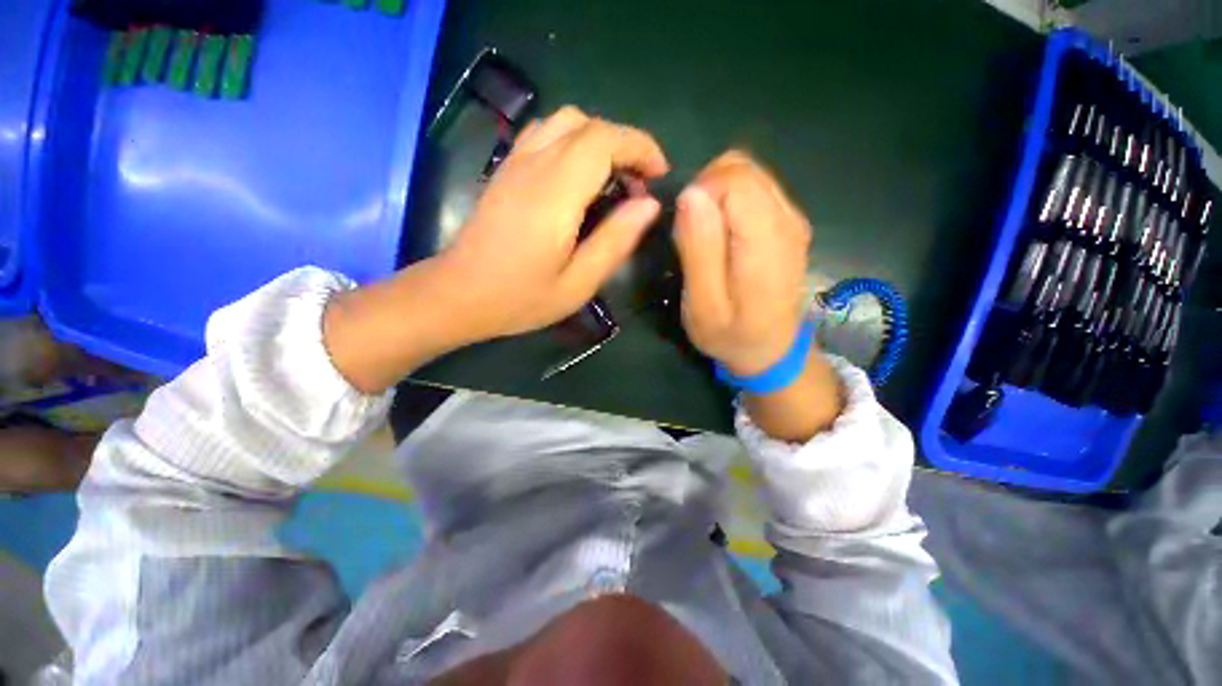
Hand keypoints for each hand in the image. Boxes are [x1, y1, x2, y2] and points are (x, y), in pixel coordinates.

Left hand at [440, 106, 667, 339]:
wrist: (459, 294)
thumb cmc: (521, 298)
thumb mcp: (578, 283)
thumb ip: (615, 241)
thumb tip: (649, 205)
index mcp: (556, 193)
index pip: (605, 140)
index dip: (641, 148)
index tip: (659, 175)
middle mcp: (535, 165)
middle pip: (588, 124)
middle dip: (625, 144)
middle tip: (638, 186)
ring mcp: (515, 162)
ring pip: (565, 121)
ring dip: (599, 140)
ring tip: (612, 179)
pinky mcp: (505, 169)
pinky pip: (544, 133)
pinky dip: (573, 141)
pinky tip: (578, 177)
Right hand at [674, 151, 841, 439]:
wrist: (770, 349)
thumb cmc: (730, 334)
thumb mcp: (703, 304)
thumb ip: (699, 249)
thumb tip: (691, 194)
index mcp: (765, 241)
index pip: (733, 180)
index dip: (699, 193)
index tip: (684, 228)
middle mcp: (786, 219)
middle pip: (742, 168)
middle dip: (705, 189)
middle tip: (690, 231)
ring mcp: (792, 218)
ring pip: (748, 173)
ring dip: (716, 194)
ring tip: (704, 233)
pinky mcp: (788, 222)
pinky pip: (755, 189)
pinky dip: (730, 200)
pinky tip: (722, 233)